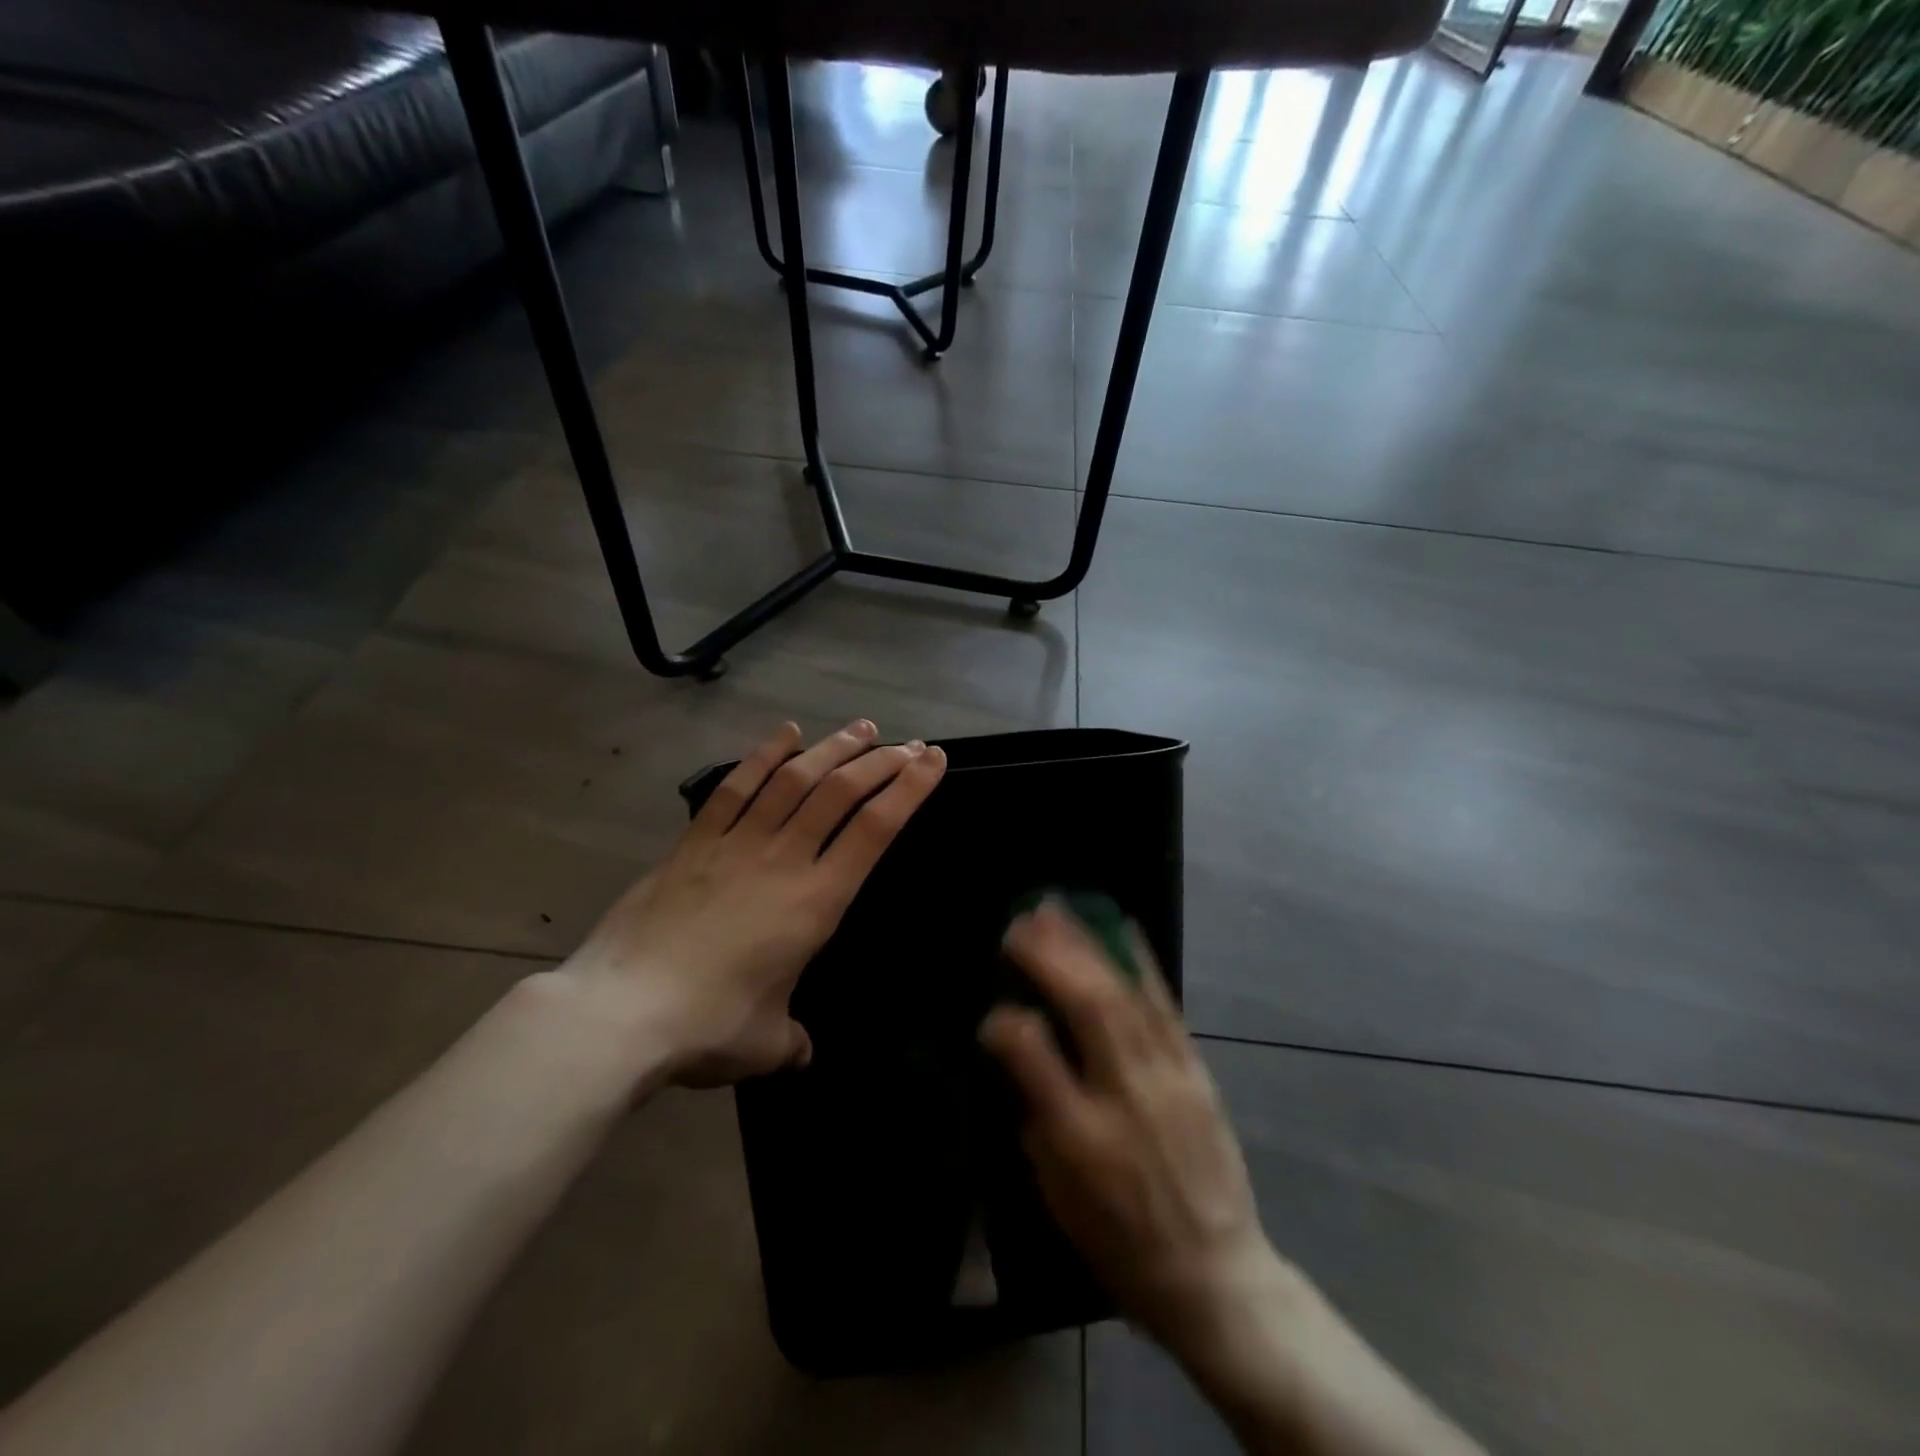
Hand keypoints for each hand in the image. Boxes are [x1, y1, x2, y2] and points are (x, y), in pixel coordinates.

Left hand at [560, 720, 946, 1086]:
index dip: (909, 790)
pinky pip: (735, 788)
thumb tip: (800, 1051)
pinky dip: (763, 756)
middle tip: (907, 744)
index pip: (874, 831)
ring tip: (861, 729)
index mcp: (816, 902)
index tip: (932, 761)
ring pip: (793, 780)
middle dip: (880, 762)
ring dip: (832, 749)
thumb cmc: (707, 1027)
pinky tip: (786, 734)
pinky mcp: (694, 843)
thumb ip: (792, 1041)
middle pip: (840, 793)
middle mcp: (783, 860)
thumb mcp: (766, 1045)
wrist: (619, 1013)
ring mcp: (735, 844)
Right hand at [981, 902, 1290, 1358]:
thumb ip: (1035, 1118)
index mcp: (1082, 1140)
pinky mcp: (1196, 1072)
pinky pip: (1166, 1006)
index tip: (989, 1012)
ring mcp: (1168, 1079)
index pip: (1036, 1059)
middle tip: (1020, 921)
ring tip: (1058, 911)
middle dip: (1051, 956)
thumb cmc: (1121, 1243)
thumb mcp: (1058, 1197)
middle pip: (1089, 1010)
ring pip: (1125, 997)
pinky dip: (1141, 962)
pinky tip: (1123, 929)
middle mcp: (1126, 1098)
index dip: (1006, 1025)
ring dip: (1088, 947)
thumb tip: (1016, 1052)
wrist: (1216, 1277)